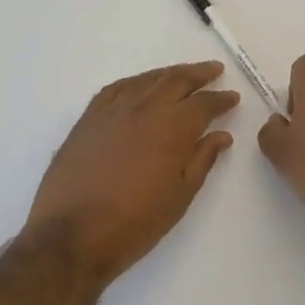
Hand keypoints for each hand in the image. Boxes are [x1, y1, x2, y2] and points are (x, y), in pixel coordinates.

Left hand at [27, 62, 239, 284]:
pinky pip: (117, 88)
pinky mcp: (89, 117)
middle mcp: (144, 108)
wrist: (71, 234)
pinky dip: (136, 82)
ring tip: (183, 73)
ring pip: (147, 79)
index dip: (221, 99)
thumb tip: (221, 135)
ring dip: (169, 73)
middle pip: (176, 80)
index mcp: (172, 128)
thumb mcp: (179, 196)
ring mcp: (113, 109)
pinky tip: (141, 85)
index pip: (203, 104)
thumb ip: (202, 160)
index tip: (233, 97)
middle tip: (214, 70)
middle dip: (199, 74)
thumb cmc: (134, 222)